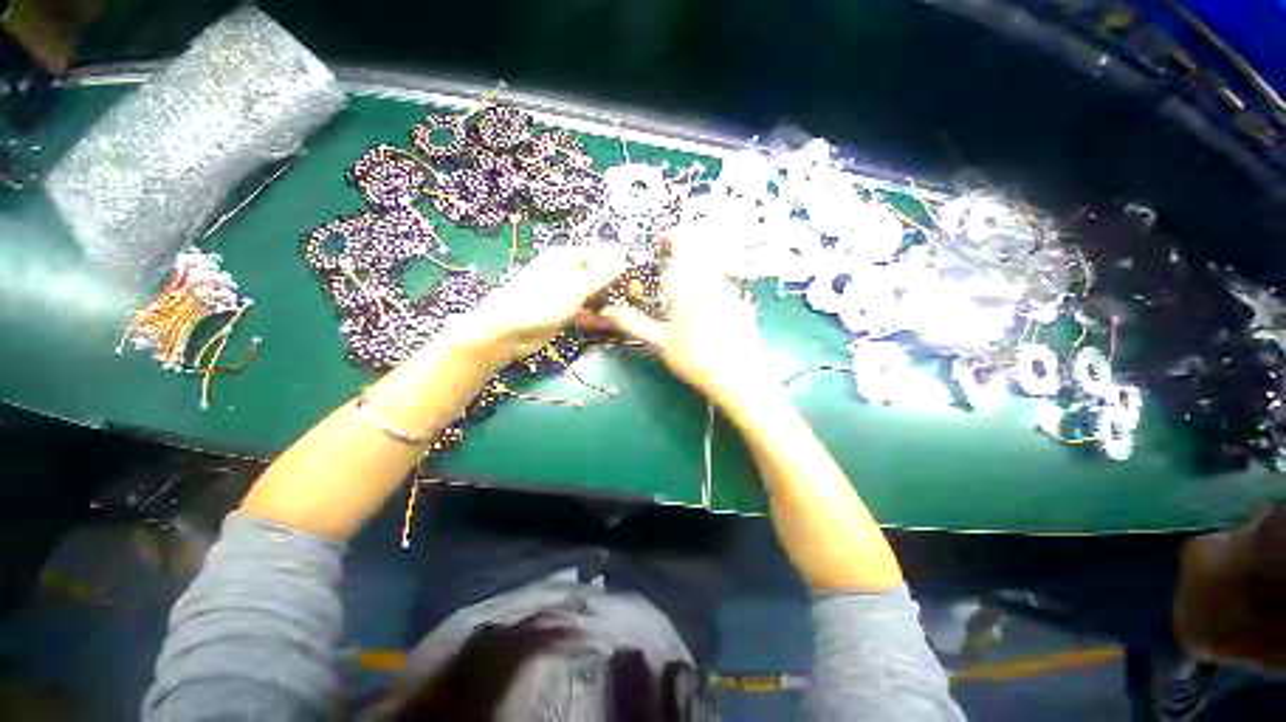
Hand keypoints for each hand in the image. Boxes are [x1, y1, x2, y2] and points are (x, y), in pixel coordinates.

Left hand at [445, 244, 627, 363]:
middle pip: (600, 276)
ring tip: (619, 317)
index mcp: (568, 257)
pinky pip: (585, 311)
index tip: (636, 284)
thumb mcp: (576, 286)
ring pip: (594, 296)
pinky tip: (603, 324)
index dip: (621, 267)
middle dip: (615, 289)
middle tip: (632, 302)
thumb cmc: (541, 302)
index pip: (603, 255)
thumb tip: (624, 255)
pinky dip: (595, 317)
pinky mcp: (564, 312)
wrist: (507, 332)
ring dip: (606, 305)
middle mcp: (568, 272)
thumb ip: (602, 272)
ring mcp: (565, 293)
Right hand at [596, 237, 771, 406]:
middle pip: (700, 255)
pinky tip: (706, 319)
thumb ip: (633, 323)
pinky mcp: (743, 305)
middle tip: (668, 280)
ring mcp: (731, 293)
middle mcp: (713, 281)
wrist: (739, 377)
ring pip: (711, 273)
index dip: (672, 237)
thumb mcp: (660, 342)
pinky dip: (711, 294)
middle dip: (682, 261)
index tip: (661, 245)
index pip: (685, 242)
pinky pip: (723, 289)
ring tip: (684, 304)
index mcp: (690, 283)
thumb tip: (607, 312)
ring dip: (696, 279)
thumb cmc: (695, 358)